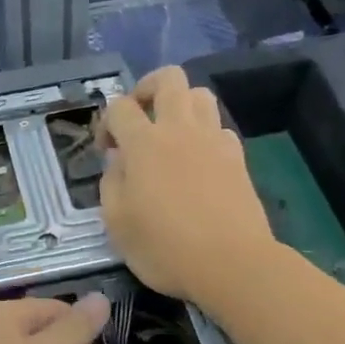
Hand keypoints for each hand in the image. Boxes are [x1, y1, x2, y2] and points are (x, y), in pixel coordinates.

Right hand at [98, 66, 277, 303]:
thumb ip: (111, 184)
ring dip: (181, 105)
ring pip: (200, 95)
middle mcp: (180, 130)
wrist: (232, 264)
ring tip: (170, 134)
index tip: (106, 151)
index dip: (106, 122)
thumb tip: (118, 162)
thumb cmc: (165, 248)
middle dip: (147, 89)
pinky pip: (220, 128)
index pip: (119, 107)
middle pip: (168, 79)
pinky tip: (198, 161)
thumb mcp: (117, 224)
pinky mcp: (238, 158)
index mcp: (144, 144)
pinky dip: (205, 134)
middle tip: (139, 118)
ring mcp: (213, 141)